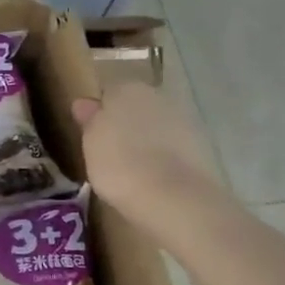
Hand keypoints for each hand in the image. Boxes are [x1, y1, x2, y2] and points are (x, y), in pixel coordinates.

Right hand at [72, 80, 223, 232]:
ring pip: (155, 125)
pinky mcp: (201, 145)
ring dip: (145, 139)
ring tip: (131, 168)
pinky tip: (153, 177)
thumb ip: (89, 119)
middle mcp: (157, 95)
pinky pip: (171, 146)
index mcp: (126, 88)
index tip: (91, 134)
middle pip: (135, 105)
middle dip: (125, 122)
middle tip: (109, 151)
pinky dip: (163, 156)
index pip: (108, 92)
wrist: (172, 196)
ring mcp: (183, 119)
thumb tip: (84, 103)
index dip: (99, 112)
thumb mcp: (90, 143)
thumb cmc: (119, 164)